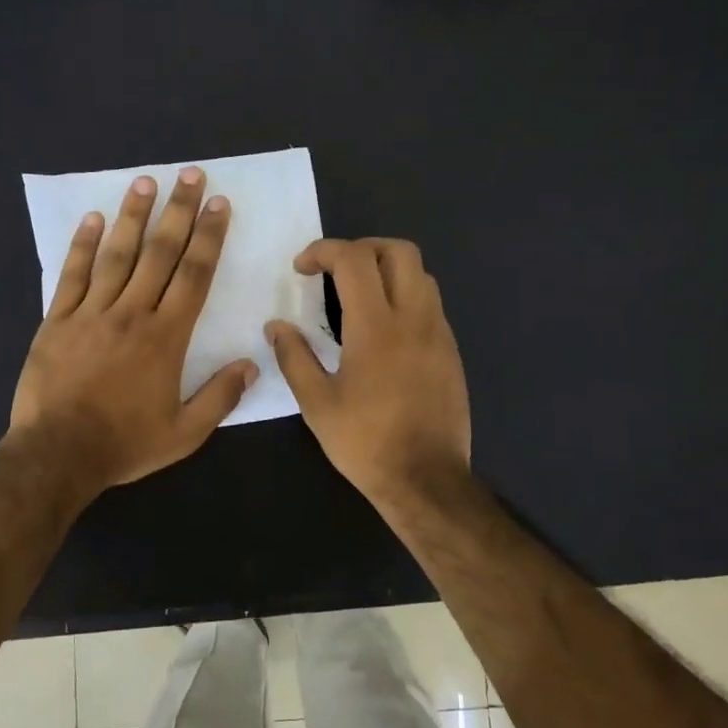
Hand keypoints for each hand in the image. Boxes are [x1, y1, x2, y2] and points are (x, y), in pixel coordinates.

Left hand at [10, 168, 257, 493]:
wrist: (57, 455)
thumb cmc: (125, 444)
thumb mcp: (184, 433)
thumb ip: (220, 397)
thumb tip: (251, 363)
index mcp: (166, 337)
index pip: (194, 275)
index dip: (209, 237)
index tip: (218, 205)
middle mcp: (131, 313)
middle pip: (159, 253)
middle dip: (178, 212)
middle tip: (190, 175)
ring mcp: (90, 313)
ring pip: (116, 255)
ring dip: (133, 217)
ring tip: (145, 182)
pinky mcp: (56, 321)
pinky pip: (72, 275)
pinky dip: (82, 245)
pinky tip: (92, 219)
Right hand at [266, 238, 471, 508]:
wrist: (426, 479)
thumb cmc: (365, 442)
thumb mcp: (317, 404)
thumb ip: (294, 357)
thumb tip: (276, 326)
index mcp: (376, 327)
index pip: (354, 260)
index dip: (324, 251)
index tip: (302, 268)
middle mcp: (414, 318)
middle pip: (399, 251)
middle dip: (362, 248)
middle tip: (335, 271)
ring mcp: (438, 333)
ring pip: (420, 274)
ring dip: (387, 270)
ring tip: (358, 296)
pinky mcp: (451, 351)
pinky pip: (430, 303)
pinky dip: (405, 296)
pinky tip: (383, 330)